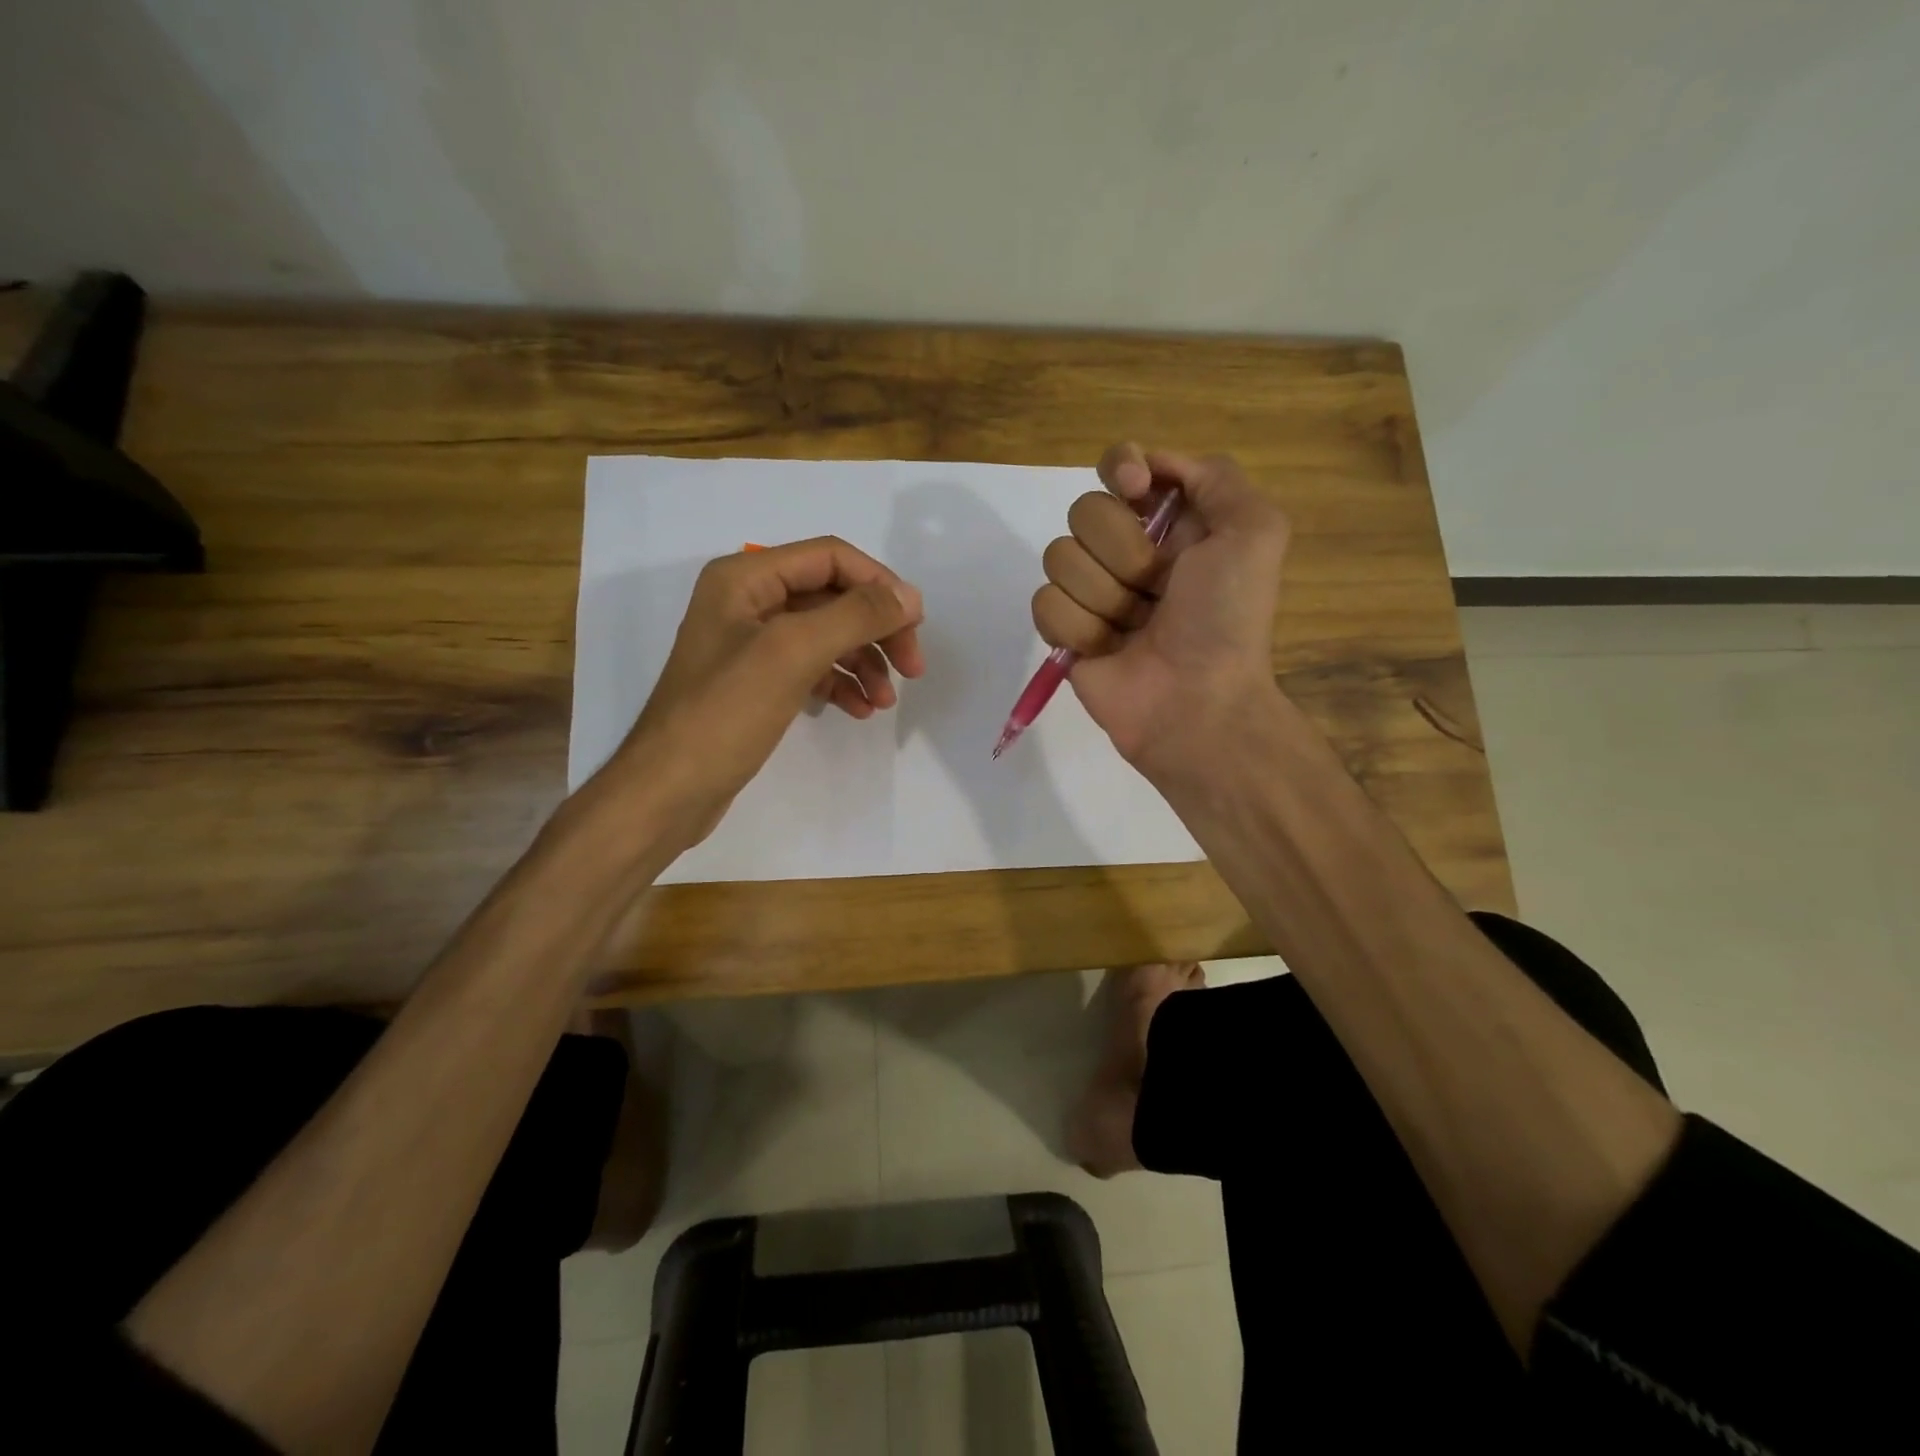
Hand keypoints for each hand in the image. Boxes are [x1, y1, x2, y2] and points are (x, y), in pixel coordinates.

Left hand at [603, 537, 924, 850]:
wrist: (669, 789)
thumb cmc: (726, 713)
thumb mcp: (793, 653)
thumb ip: (855, 616)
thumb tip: (909, 596)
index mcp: (746, 578)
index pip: (831, 558)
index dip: (879, 584)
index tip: (916, 625)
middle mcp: (748, 600)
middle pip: (833, 597)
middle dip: (876, 629)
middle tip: (913, 668)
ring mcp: (752, 643)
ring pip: (826, 636)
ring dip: (863, 662)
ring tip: (886, 701)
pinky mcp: (757, 682)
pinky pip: (811, 668)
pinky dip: (840, 684)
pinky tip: (859, 710)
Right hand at [1032, 445, 1288, 777]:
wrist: (1196, 702)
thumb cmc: (1227, 618)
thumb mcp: (1255, 531)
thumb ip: (1215, 477)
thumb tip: (1151, 466)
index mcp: (1171, 522)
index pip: (1120, 466)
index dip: (1120, 469)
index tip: (1135, 492)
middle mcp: (1128, 551)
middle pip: (1084, 510)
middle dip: (1124, 552)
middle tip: (1156, 589)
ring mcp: (1092, 592)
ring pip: (1060, 557)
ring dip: (1104, 596)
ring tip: (1134, 627)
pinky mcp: (1065, 631)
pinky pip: (1045, 603)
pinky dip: (1079, 627)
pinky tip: (1107, 649)